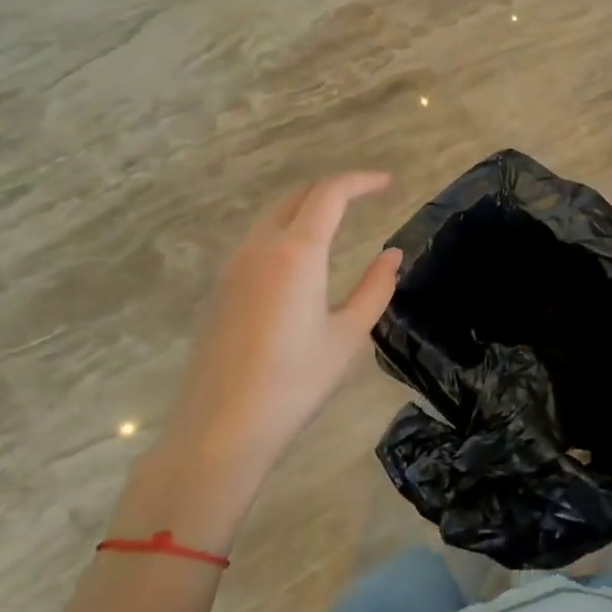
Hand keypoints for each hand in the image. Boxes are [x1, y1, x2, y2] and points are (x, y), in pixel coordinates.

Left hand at [160, 172, 402, 477]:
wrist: (219, 431)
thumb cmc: (294, 383)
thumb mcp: (348, 336)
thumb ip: (375, 288)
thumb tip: (392, 255)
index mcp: (296, 253)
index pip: (330, 193)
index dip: (361, 181)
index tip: (388, 184)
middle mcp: (261, 247)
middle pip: (298, 196)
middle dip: (334, 189)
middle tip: (366, 197)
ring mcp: (234, 266)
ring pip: (274, 215)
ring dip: (307, 207)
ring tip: (338, 221)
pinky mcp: (221, 288)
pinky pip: (258, 239)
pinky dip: (287, 229)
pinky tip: (302, 258)